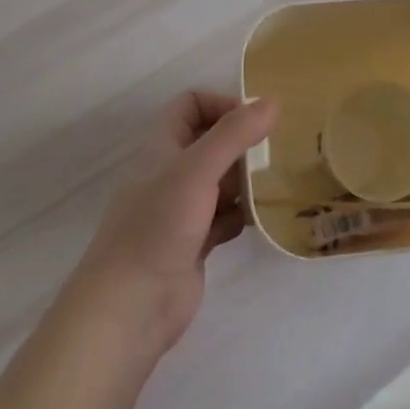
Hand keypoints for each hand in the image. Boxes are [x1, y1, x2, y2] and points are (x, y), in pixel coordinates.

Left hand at [68, 92, 276, 355]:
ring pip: (221, 181)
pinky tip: (262, 219)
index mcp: (162, 146)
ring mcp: (181, 210)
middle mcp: (170, 172)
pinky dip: (243, 215)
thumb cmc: (159, 225)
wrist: (130, 306)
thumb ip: (235, 134)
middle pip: (211, 142)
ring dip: (247, 180)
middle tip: (276, 152)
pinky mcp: (194, 243)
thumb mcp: (198, 169)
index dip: (221, 104)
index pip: (191, 105)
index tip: (255, 121)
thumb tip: (272, 102)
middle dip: (243, 144)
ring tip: (278, 182)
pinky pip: (225, 218)